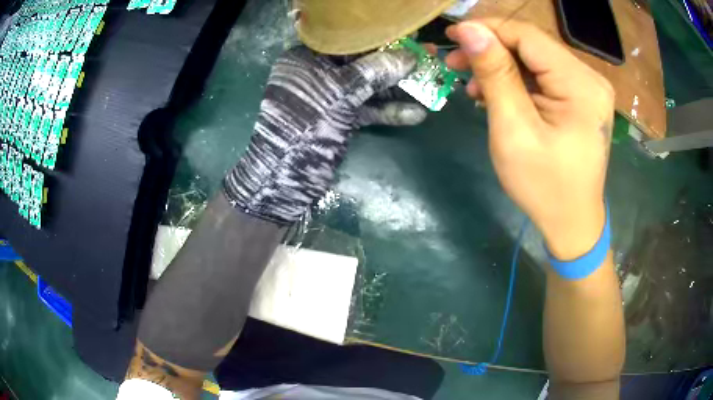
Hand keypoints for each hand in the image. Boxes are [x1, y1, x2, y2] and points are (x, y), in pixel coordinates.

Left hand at [223, 46, 425, 223]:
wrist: (285, 178)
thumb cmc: (306, 125)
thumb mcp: (341, 93)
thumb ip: (375, 72)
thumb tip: (409, 57)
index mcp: (304, 59)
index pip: (346, 42)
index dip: (378, 40)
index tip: (407, 40)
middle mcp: (316, 74)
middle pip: (360, 64)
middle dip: (394, 65)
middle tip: (425, 60)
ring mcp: (328, 98)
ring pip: (366, 87)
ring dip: (397, 89)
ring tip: (431, 85)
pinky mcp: (339, 118)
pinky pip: (366, 109)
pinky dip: (387, 112)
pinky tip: (416, 114)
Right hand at [445, 20, 614, 259]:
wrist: (571, 222)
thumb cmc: (544, 186)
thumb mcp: (514, 130)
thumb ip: (495, 75)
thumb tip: (470, 30)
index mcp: (580, 85)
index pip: (528, 36)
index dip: (487, 29)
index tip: (452, 35)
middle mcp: (590, 78)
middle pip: (533, 45)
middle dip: (492, 50)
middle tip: (455, 62)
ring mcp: (588, 88)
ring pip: (536, 60)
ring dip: (502, 67)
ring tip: (473, 86)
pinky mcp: (581, 99)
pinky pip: (544, 77)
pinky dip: (518, 81)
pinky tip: (497, 95)